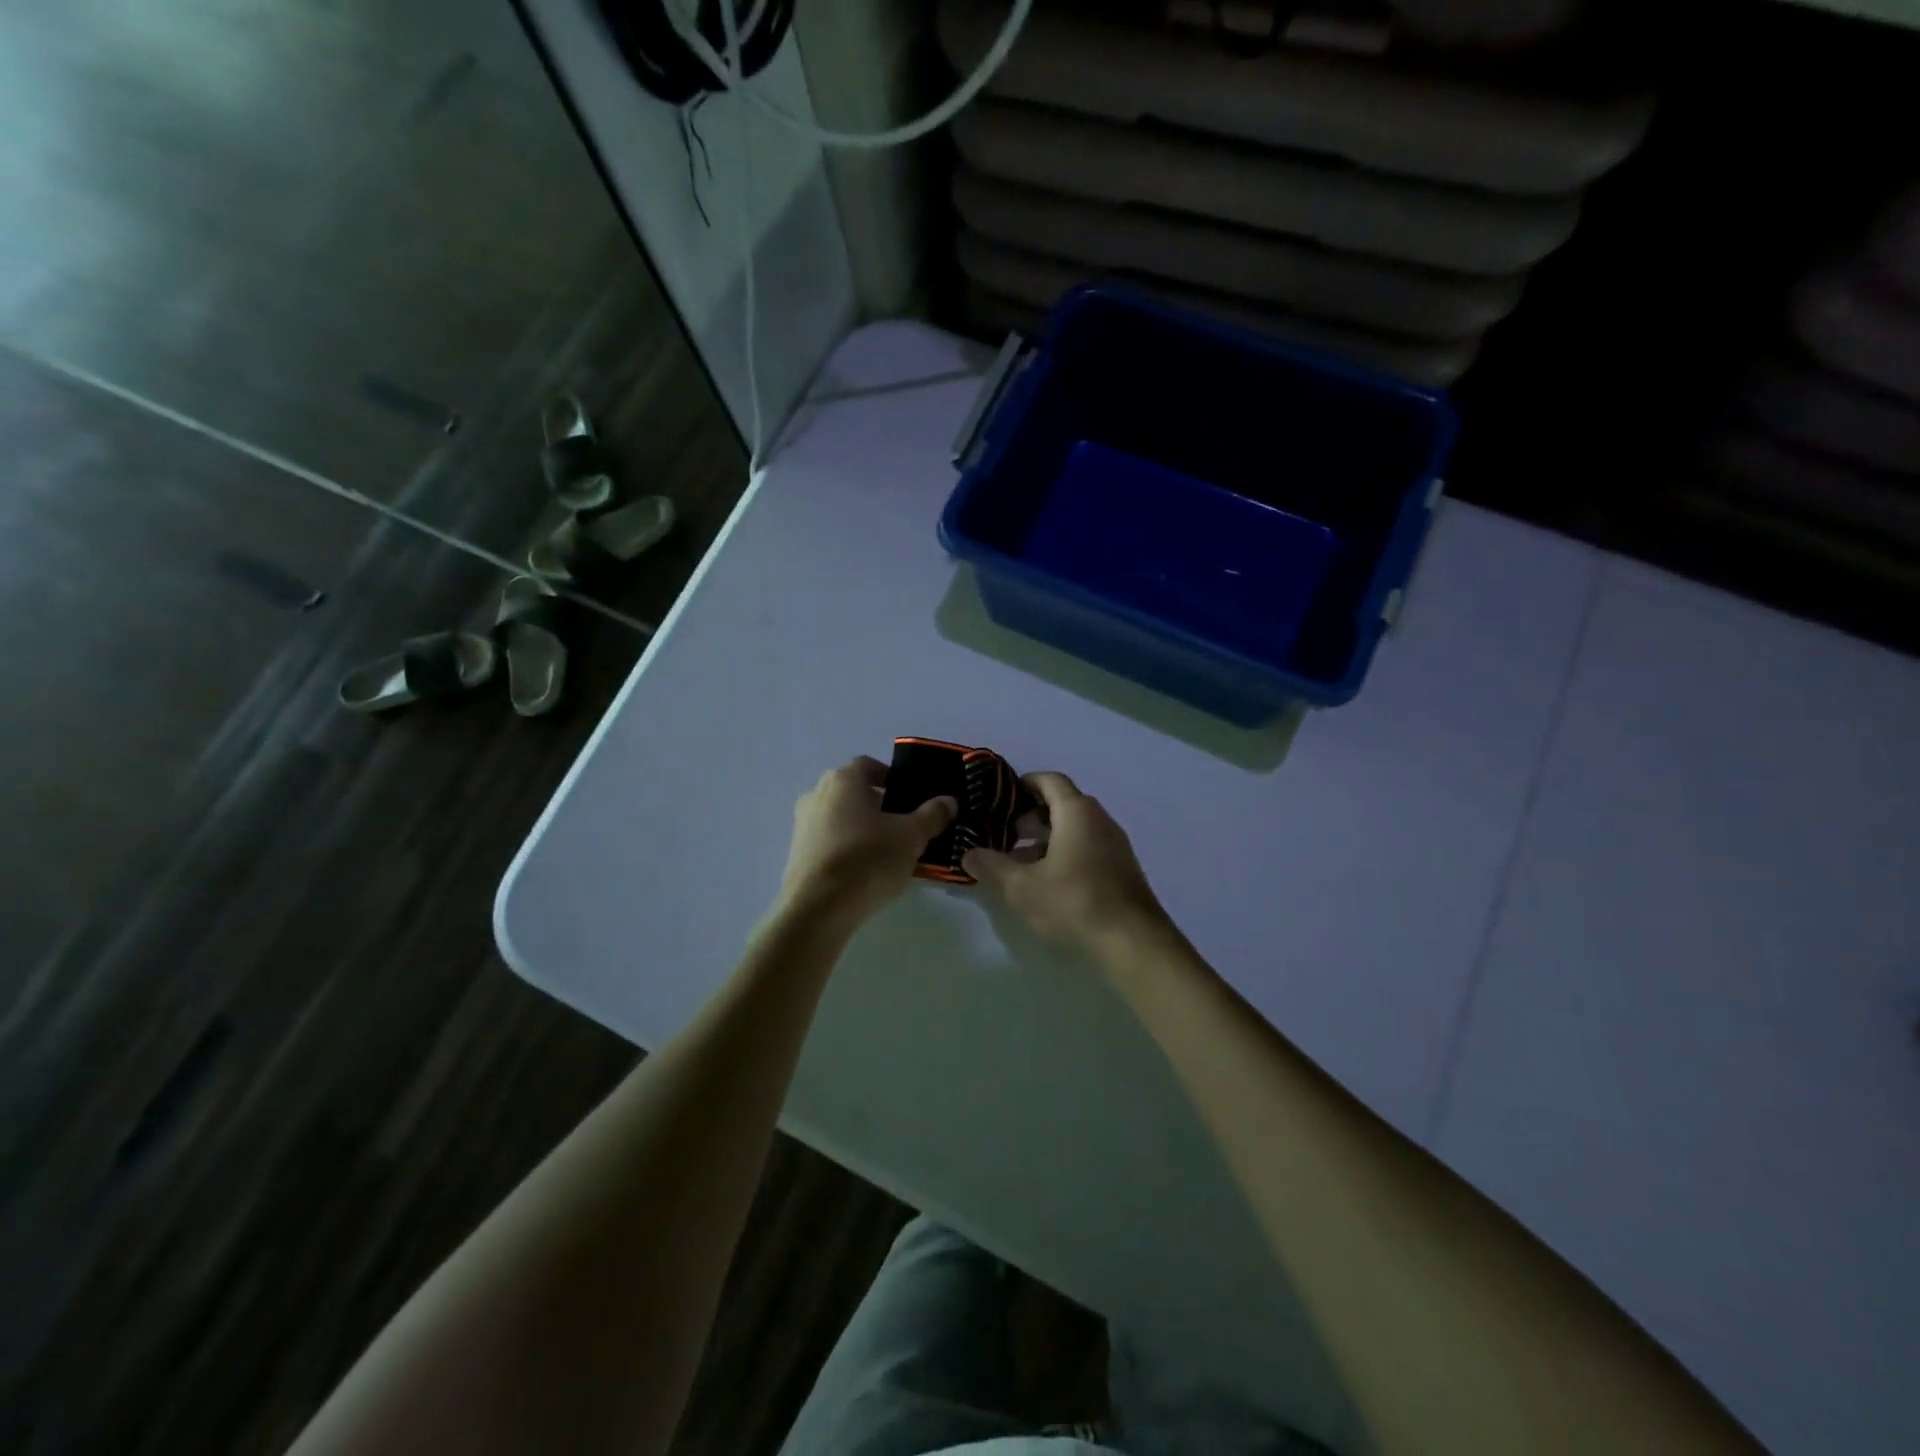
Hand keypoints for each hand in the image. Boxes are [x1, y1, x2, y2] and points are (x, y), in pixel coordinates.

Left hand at [778, 756, 955, 928]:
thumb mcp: (911, 837)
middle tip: (903, 825)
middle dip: (878, 804)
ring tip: (886, 852)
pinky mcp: (796, 853)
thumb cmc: (868, 860)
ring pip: (839, 817)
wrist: (817, 909)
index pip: (868, 765)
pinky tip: (863, 871)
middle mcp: (817, 794)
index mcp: (843, 780)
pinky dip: (845, 848)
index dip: (891, 777)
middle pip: (852, 791)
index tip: (909, 798)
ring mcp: (802, 824)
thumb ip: (932, 815)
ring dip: (861, 827)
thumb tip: (948, 801)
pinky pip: (827, 841)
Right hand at [963, 772, 1170, 958]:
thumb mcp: (1021, 887)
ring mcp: (1115, 845)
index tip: (1001, 797)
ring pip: (1075, 829)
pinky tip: (1046, 882)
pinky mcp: (1121, 870)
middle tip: (1003, 832)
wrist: (1133, 943)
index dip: (1024, 784)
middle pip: (1063, 804)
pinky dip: (1064, 854)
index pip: (1050, 780)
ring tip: (1018, 861)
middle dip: (1031, 815)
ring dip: (1046, 838)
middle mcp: (1100, 820)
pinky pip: (1087, 848)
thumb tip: (967, 854)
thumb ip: (991, 866)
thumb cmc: (1073, 902)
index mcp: (1077, 812)